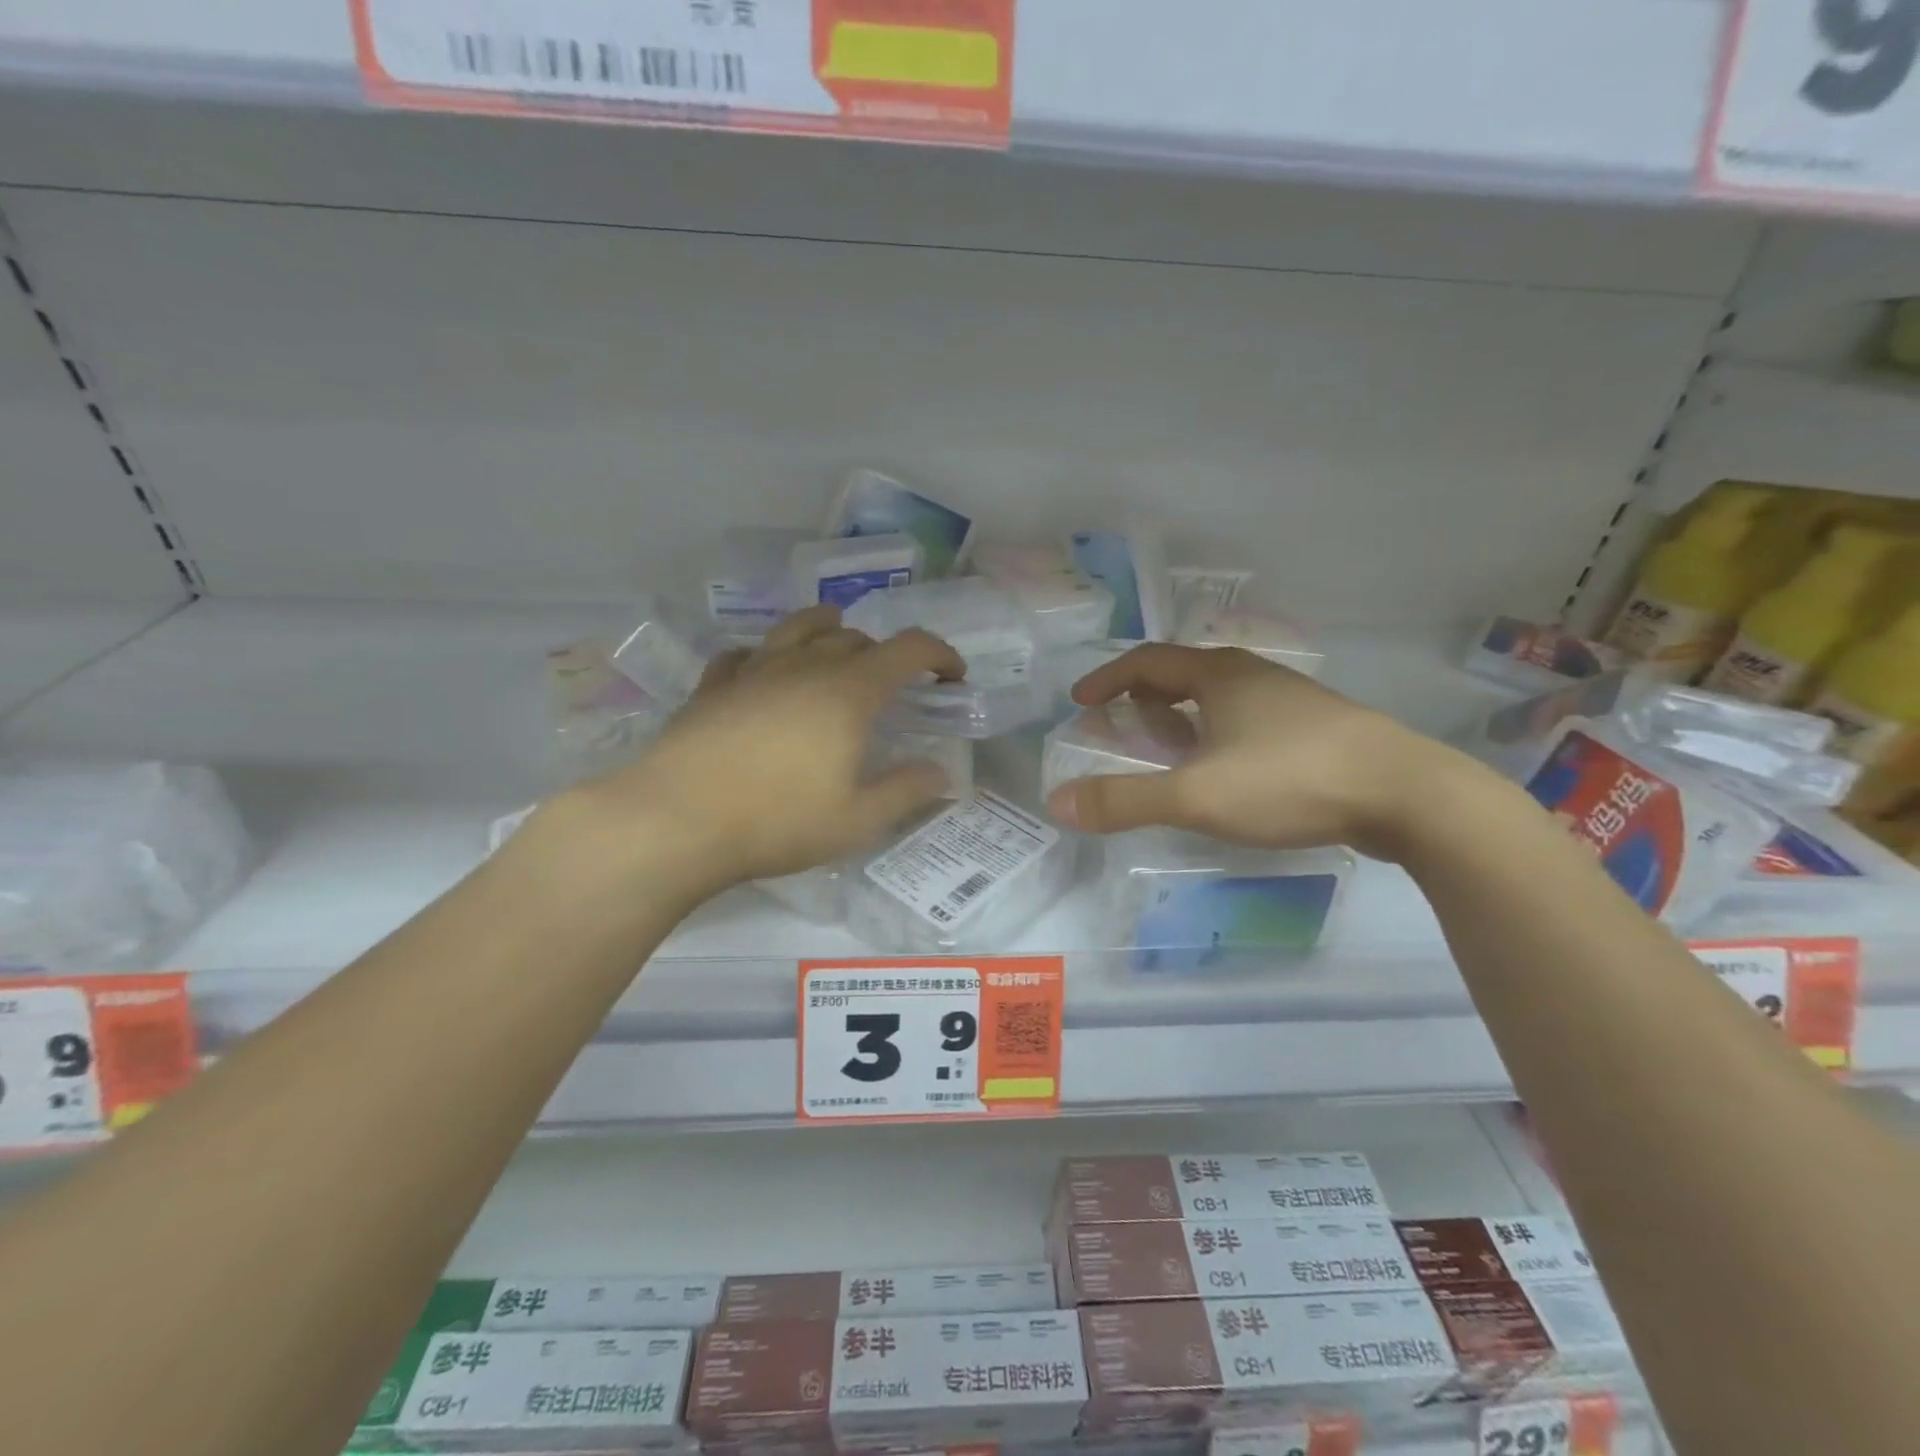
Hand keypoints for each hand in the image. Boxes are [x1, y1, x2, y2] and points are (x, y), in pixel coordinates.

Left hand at [538, 606, 964, 897]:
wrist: (676, 820)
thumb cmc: (777, 821)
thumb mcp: (857, 820)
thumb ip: (906, 791)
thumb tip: (941, 773)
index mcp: (848, 692)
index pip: (908, 650)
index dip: (939, 655)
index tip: (952, 677)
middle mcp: (804, 666)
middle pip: (855, 638)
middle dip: (885, 654)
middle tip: (894, 686)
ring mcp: (754, 671)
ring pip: (799, 628)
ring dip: (828, 630)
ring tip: (837, 641)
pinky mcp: (713, 686)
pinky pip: (745, 654)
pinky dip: (766, 655)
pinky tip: (763, 672)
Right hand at [1044, 644, 1453, 859]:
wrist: (1408, 794)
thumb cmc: (1291, 780)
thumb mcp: (1196, 795)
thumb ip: (1125, 800)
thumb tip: (1057, 803)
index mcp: (1218, 675)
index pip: (1146, 661)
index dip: (1107, 678)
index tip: (1080, 700)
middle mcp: (1253, 676)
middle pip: (1182, 674)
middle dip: (1143, 698)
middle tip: (1120, 727)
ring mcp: (1290, 701)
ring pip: (1219, 699)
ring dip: (1182, 717)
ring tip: (1168, 751)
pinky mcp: (1318, 730)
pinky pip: (1248, 722)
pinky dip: (1217, 736)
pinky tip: (1226, 771)